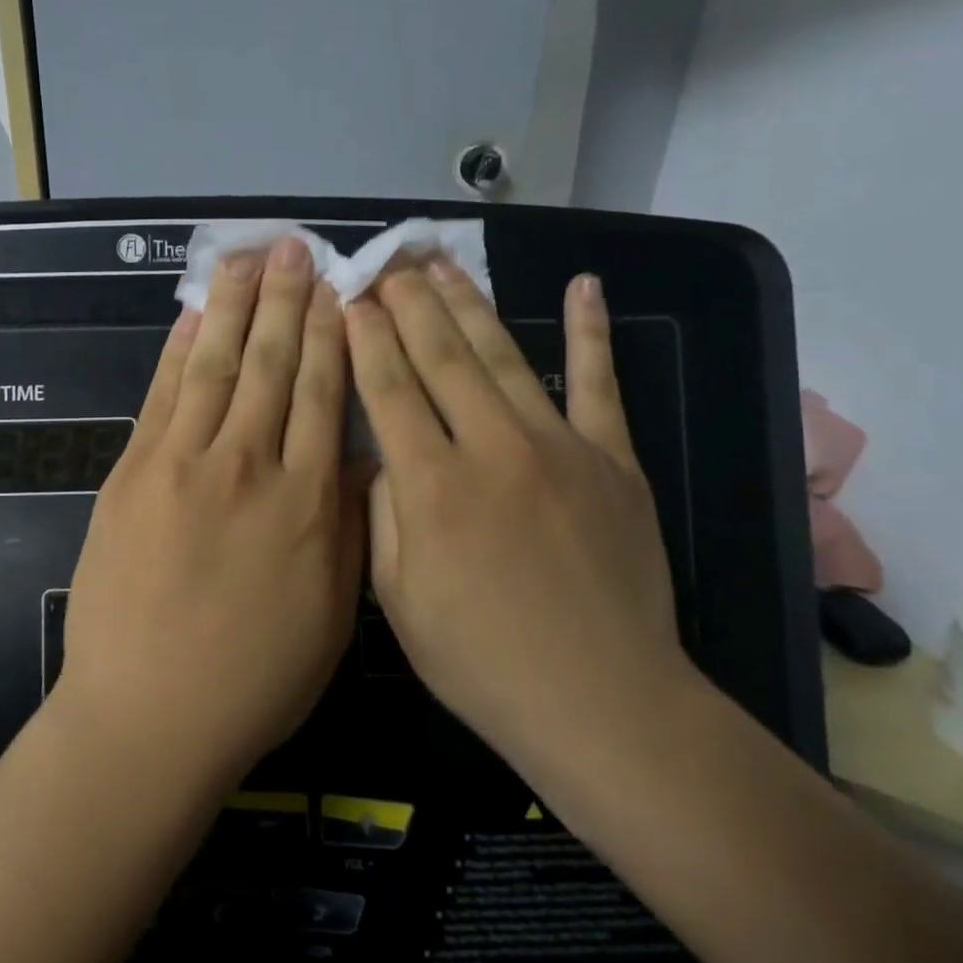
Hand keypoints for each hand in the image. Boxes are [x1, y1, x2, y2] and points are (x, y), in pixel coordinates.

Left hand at [56, 237, 364, 786]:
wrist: (147, 716)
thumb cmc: (253, 678)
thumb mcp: (332, 614)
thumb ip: (349, 526)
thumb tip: (359, 457)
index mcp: (307, 504)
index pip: (325, 395)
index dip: (333, 335)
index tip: (340, 288)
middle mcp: (248, 467)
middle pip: (272, 365)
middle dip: (286, 300)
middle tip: (295, 248)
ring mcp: (182, 465)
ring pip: (217, 366)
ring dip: (232, 306)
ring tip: (246, 259)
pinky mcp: (132, 473)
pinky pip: (161, 396)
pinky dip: (178, 351)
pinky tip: (191, 316)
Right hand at [346, 264, 693, 787]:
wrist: (601, 700)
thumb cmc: (481, 659)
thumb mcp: (398, 599)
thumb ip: (381, 514)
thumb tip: (378, 455)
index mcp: (431, 485)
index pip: (388, 389)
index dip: (364, 338)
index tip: (350, 298)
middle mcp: (491, 448)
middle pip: (439, 356)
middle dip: (407, 303)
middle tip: (388, 262)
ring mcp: (558, 446)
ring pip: (502, 355)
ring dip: (468, 303)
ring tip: (442, 263)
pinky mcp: (611, 458)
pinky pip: (598, 383)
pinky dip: (590, 332)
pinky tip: (584, 286)